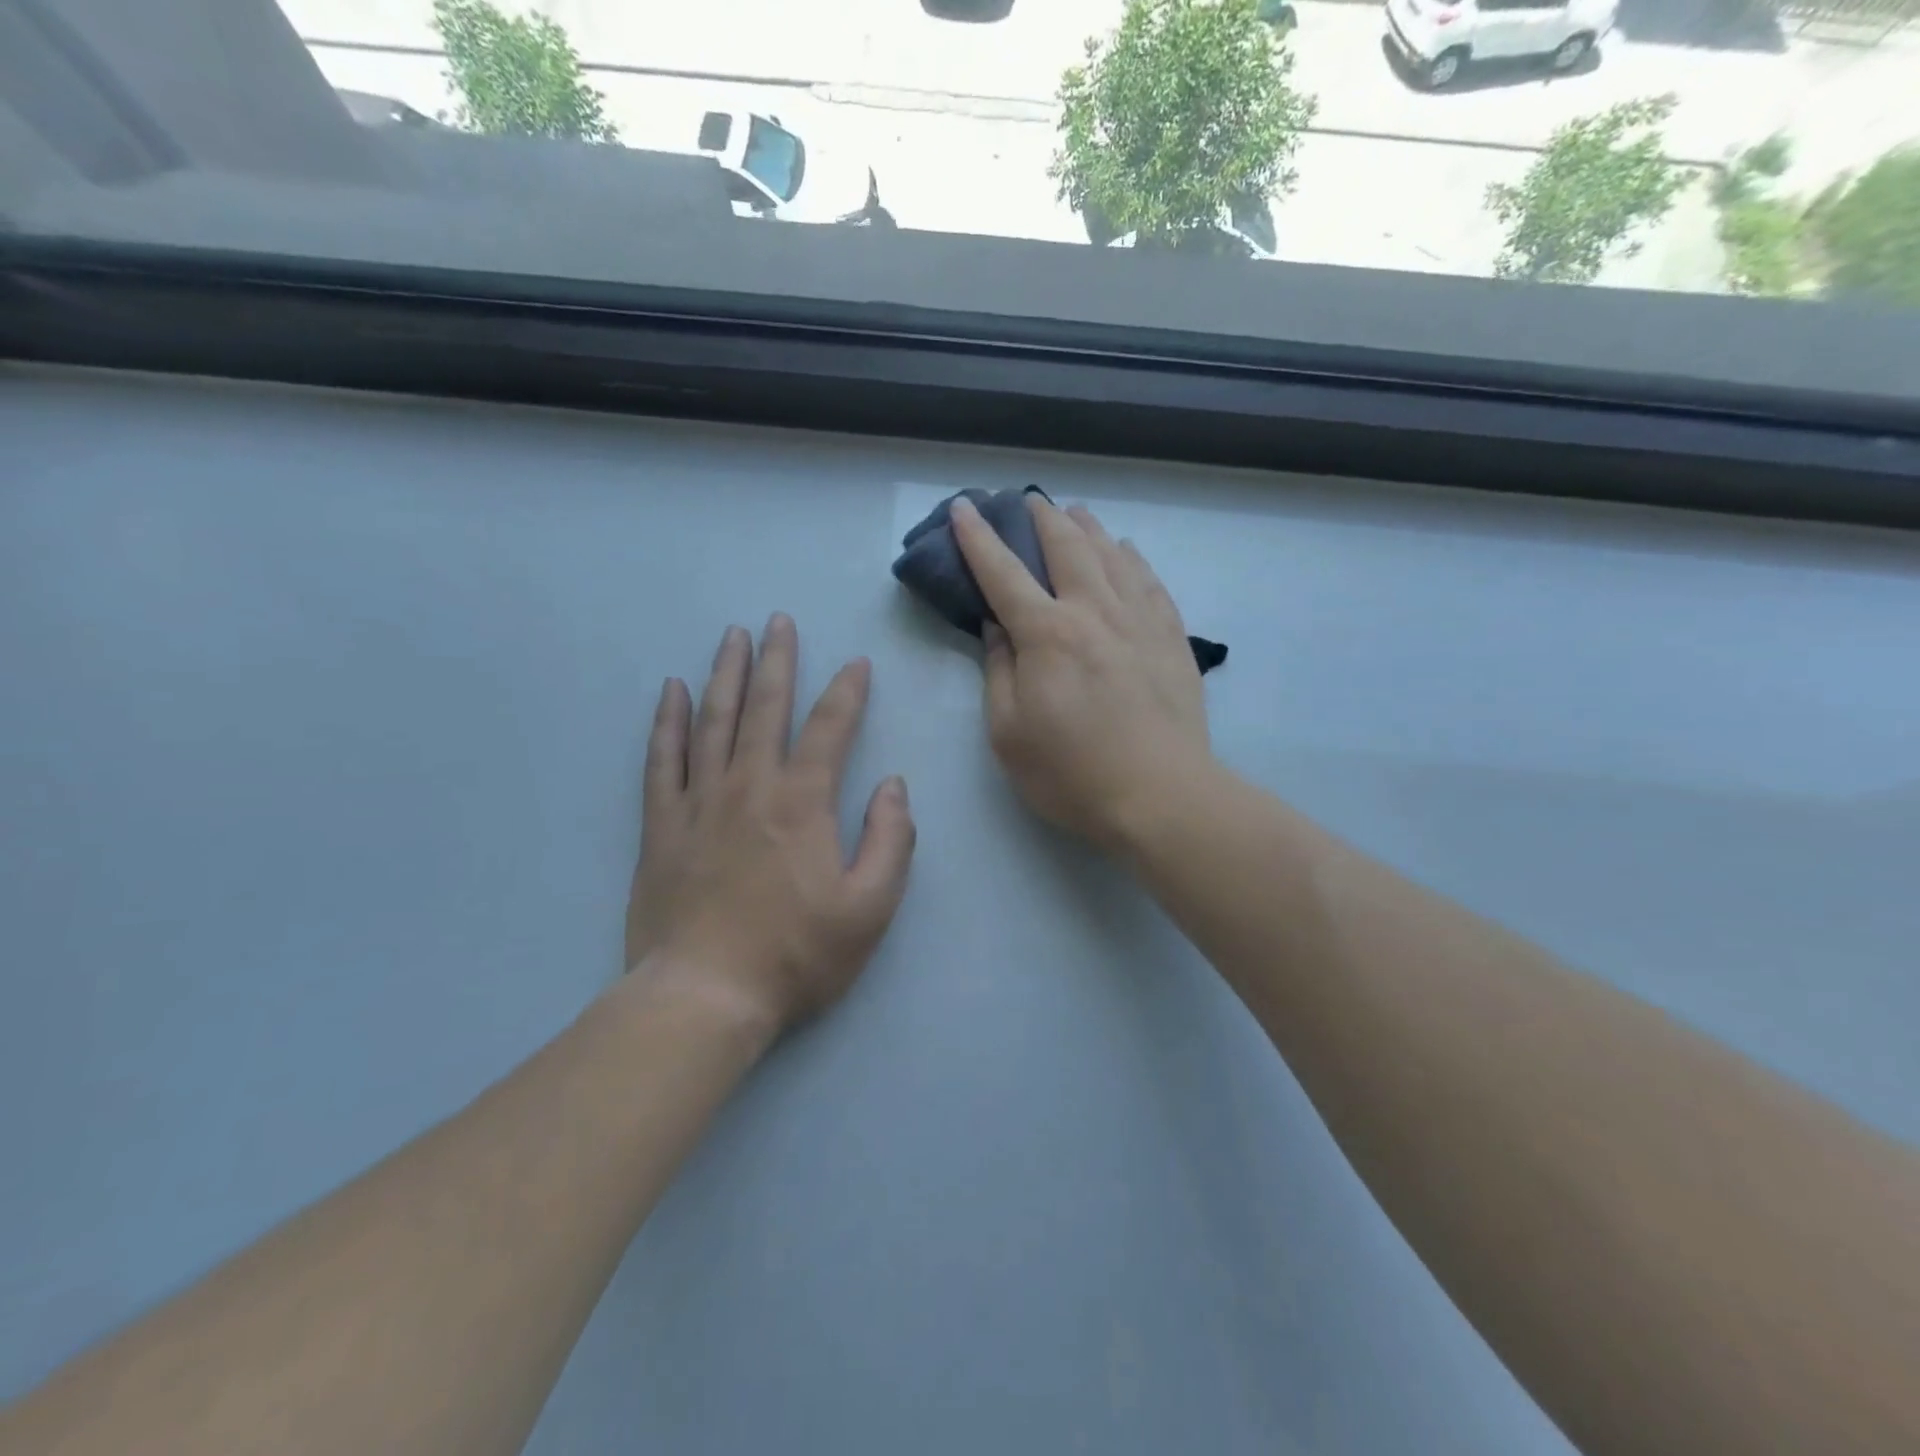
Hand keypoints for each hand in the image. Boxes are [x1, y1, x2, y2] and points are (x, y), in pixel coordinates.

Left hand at [623, 616, 915, 1036]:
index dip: (847, 692)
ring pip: (714, 722)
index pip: (830, 729)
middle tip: (778, 620)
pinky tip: (672, 692)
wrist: (704, 997)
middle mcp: (750, 786)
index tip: (857, 663)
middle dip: (777, 660)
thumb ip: (890, 840)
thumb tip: (893, 785)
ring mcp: (700, 803)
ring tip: (732, 636)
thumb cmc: (797, 955)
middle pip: (765, 708)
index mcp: (803, 803)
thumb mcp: (870, 908)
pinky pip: (663, 760)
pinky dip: (668, 722)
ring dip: (725, 674)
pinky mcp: (662, 826)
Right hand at [951, 494, 1211, 853]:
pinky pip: (1150, 582)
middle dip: (1042, 518)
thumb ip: (998, 672)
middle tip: (1027, 501)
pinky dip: (1132, 559)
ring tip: (1075, 512)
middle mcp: (1094, 612)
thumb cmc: (1071, 773)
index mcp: (1047, 634)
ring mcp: (1140, 621)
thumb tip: (996, 626)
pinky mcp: (1172, 638)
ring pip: (1113, 555)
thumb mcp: (1009, 732)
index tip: (965, 507)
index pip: (1003, 573)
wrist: (1161, 796)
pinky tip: (1127, 552)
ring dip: (1088, 528)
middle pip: (1067, 547)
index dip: (978, 538)